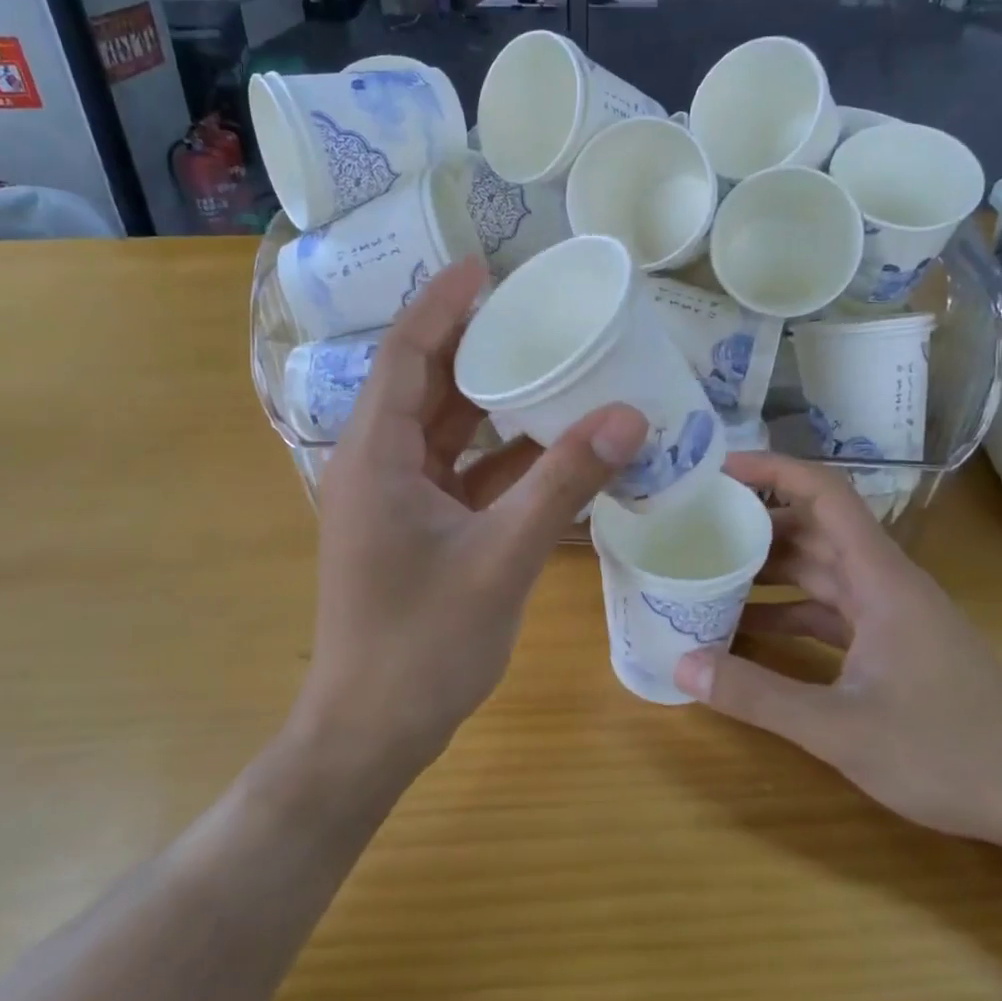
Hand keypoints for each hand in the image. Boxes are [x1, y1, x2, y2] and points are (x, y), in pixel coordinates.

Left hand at [293, 257, 647, 779]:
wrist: (372, 733)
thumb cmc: (422, 645)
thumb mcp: (501, 557)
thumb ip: (564, 484)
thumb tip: (628, 417)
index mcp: (375, 457)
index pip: (405, 356)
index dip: (440, 305)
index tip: (484, 267)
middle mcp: (378, 466)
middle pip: (426, 386)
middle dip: (474, 344)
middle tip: (532, 310)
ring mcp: (397, 500)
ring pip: (446, 431)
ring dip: (493, 402)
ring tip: (551, 364)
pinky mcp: (418, 528)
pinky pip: (462, 473)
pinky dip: (502, 456)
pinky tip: (553, 445)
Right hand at [674, 453, 1001, 844]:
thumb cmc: (950, 753)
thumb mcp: (842, 728)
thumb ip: (759, 696)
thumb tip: (682, 663)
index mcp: (881, 578)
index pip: (825, 494)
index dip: (774, 471)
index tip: (720, 470)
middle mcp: (885, 582)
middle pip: (815, 528)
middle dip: (757, 520)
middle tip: (696, 523)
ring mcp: (891, 614)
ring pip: (821, 570)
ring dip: (770, 568)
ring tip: (709, 570)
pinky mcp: (894, 645)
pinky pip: (830, 611)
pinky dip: (789, 612)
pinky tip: (748, 631)